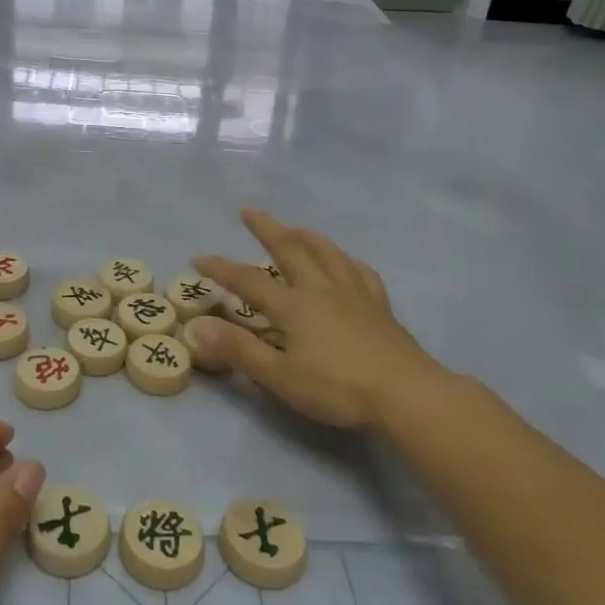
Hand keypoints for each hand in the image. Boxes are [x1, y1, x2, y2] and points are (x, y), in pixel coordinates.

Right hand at [191, 208, 448, 429]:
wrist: (406, 393)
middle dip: (267, 229)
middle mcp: (321, 290)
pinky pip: (360, 272)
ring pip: (327, 253)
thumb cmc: (337, 388)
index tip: (198, 258)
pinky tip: (346, 261)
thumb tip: (198, 327)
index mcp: (294, 306)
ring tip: (295, 227)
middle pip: (291, 250)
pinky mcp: (379, 306)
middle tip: (250, 211)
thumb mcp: (280, 376)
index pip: (248, 281)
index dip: (222, 268)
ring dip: (306, 236)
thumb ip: (239, 350)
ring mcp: (354, 294)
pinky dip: (347, 260)